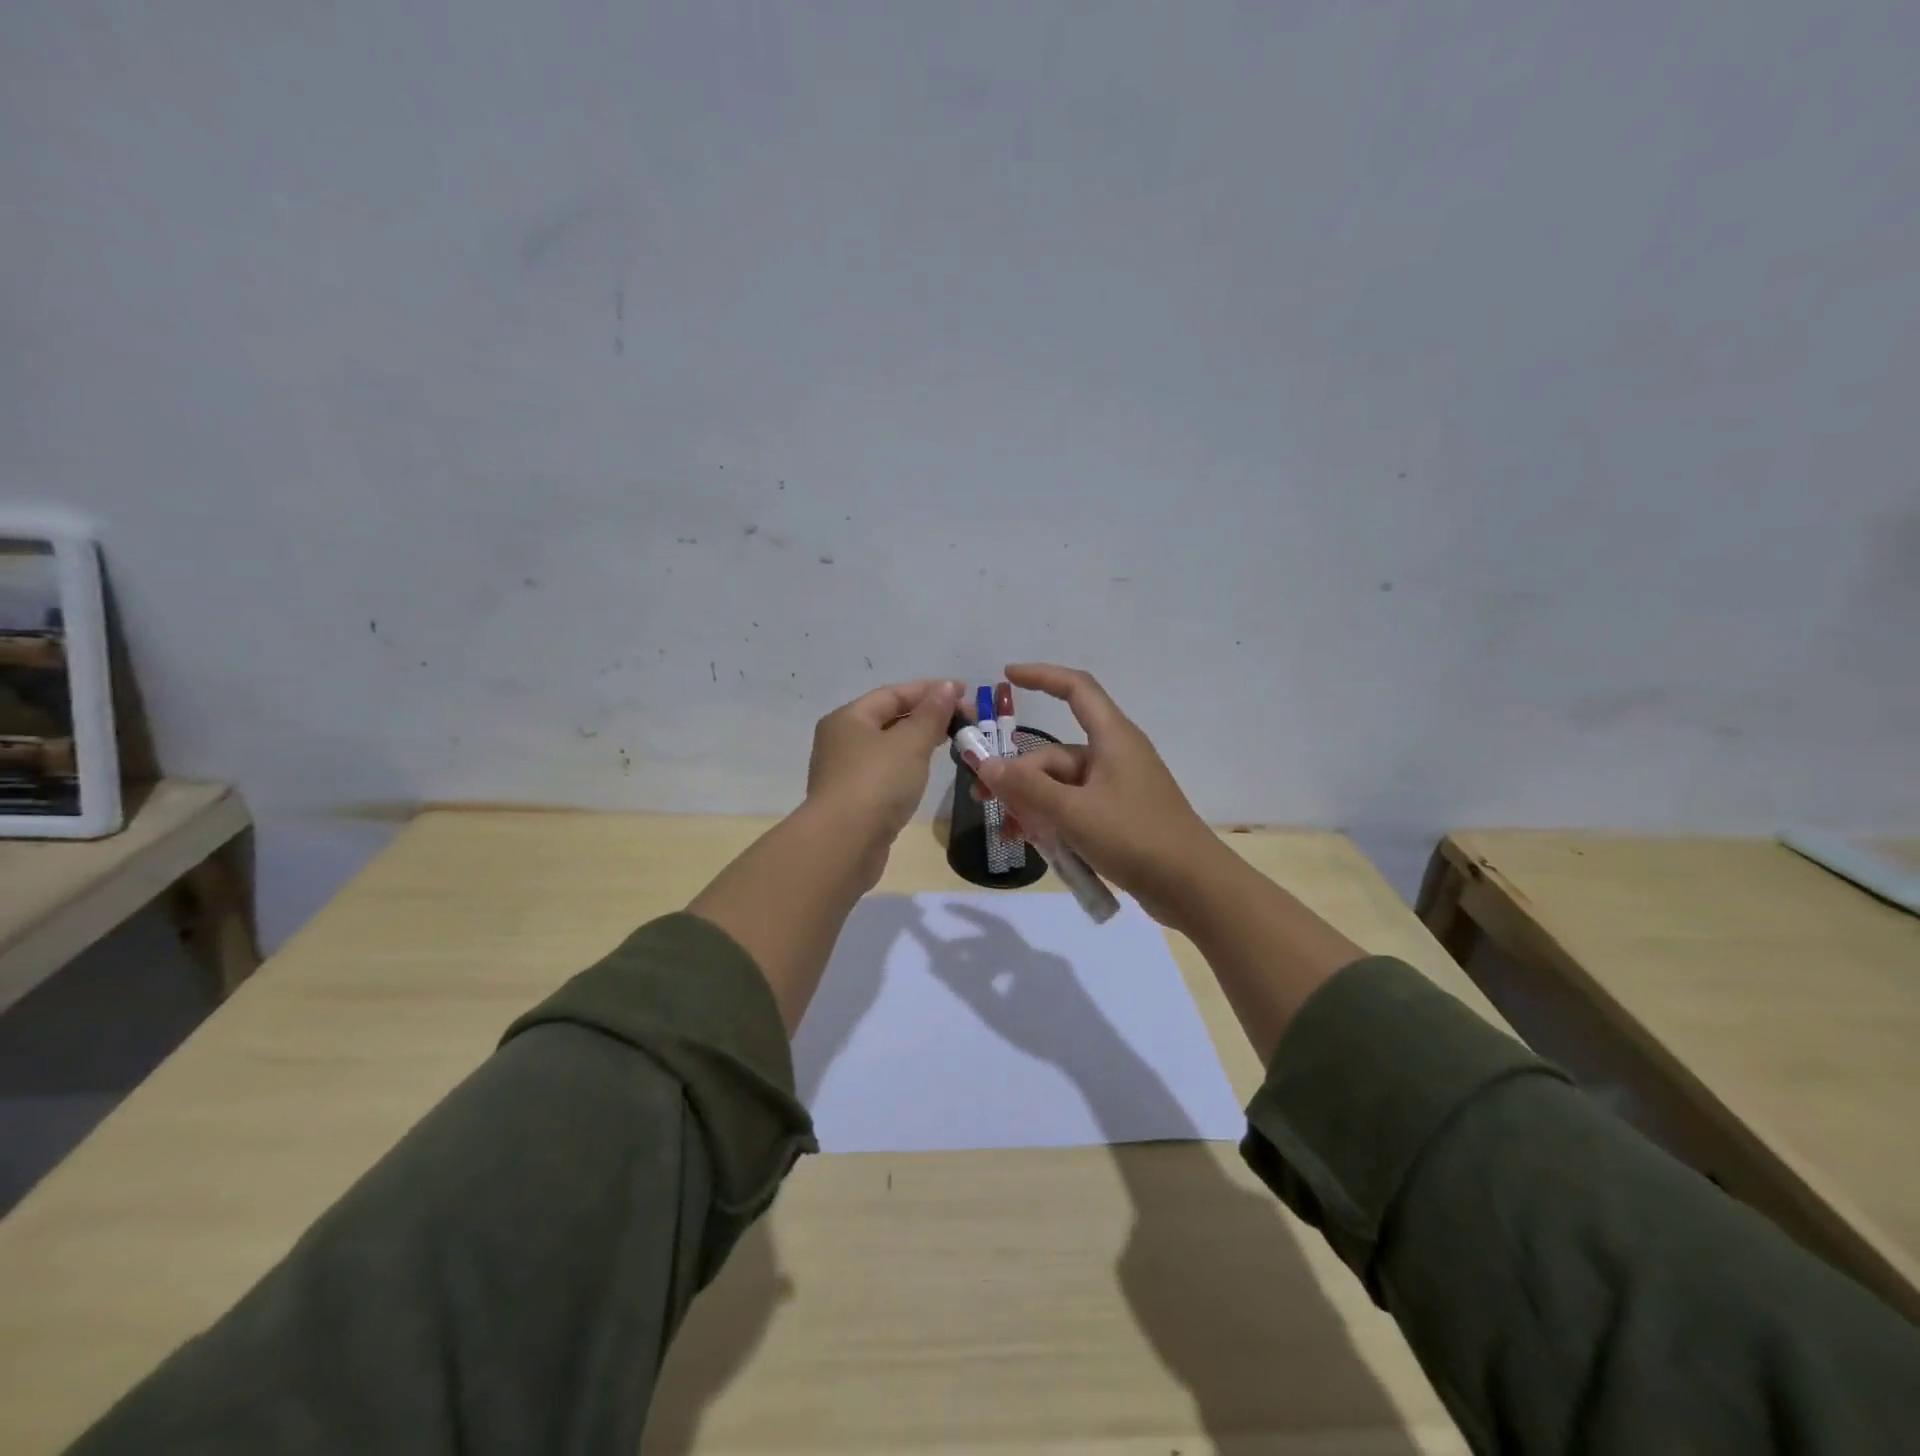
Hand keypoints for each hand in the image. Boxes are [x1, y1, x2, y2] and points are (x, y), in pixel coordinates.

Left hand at [806, 679, 963, 844]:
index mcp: (848, 718)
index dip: (930, 690)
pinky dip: (907, 766)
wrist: (844, 844)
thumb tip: (948, 686)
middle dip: (926, 716)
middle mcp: (841, 740)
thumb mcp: (911, 743)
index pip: (893, 694)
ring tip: (950, 742)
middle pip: (888, 719)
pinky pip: (885, 772)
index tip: (965, 692)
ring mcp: (845, 773)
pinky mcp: (853, 801)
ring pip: (887, 747)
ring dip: (917, 741)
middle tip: (964, 720)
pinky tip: (924, 772)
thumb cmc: (877, 783)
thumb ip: (932, 713)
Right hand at [972, 664, 1226, 927]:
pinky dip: (1052, 820)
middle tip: (983, 801)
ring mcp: (1116, 788)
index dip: (1042, 676)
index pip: (1076, 689)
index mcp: (1112, 738)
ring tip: (1009, 831)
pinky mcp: (1118, 816)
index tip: (1006, 677)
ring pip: (1060, 786)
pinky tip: (1034, 843)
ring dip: (1031, 804)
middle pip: (1054, 754)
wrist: (1192, 886)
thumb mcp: (1073, 812)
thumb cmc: (1135, 837)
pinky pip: (1074, 807)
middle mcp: (1113, 756)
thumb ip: (1027, 788)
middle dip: (1018, 775)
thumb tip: (986, 765)